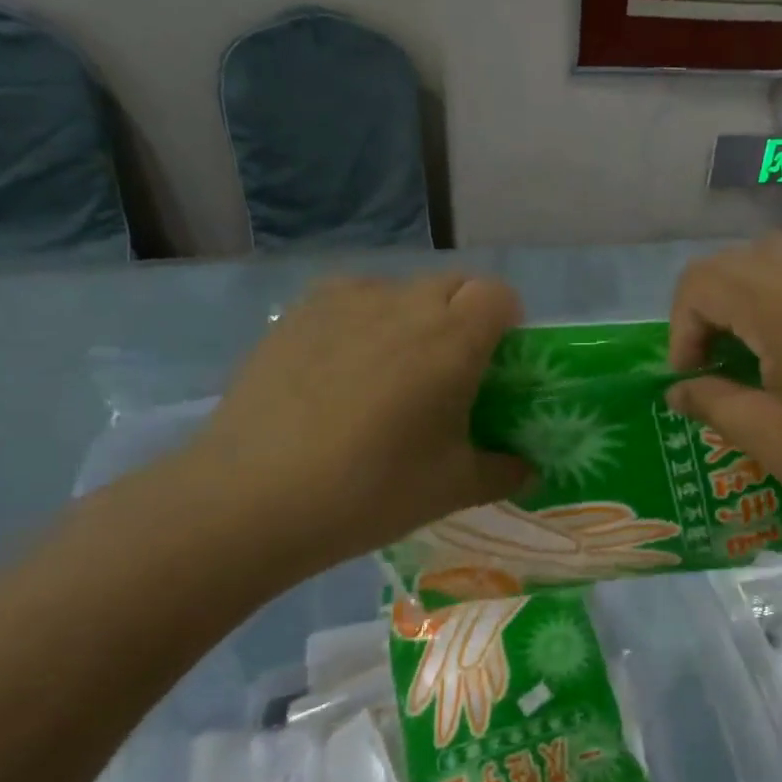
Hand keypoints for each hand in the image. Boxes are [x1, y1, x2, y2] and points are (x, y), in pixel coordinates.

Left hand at [176, 273, 529, 585]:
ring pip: (398, 289)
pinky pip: (349, 299)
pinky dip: (362, 321)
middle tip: (448, 370)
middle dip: (463, 315)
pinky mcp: (296, 313)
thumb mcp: (453, 489)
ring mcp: (344, 303)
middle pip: (452, 284)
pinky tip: (340, 369)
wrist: (252, 498)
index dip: (506, 321)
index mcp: (452, 340)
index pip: (499, 294)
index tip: (495, 362)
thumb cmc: (371, 490)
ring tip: (389, 370)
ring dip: (411, 316)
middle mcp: (403, 304)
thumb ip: (504, 471)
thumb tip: (528, 468)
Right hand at [666, 238, 781, 546]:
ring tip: (743, 344)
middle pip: (732, 261)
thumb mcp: (768, 438)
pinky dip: (778, 285)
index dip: (682, 328)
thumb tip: (677, 390)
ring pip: (769, 254)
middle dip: (705, 309)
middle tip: (711, 364)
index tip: (692, 377)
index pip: (703, 281)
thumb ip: (712, 401)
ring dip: (740, 293)